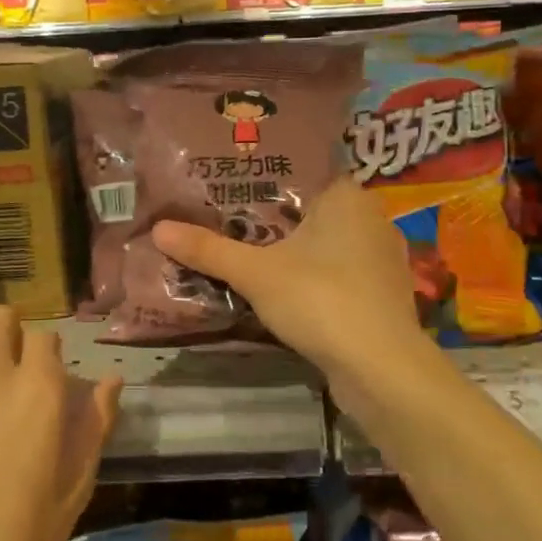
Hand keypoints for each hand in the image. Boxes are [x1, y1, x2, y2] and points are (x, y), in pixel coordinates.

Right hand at [151, 178, 432, 395]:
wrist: (380, 369)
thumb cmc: (320, 300)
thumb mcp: (255, 273)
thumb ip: (208, 249)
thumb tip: (158, 228)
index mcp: (347, 195)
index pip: (300, 171)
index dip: (262, 178)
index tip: (226, 185)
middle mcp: (371, 217)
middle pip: (310, 208)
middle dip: (271, 218)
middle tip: (225, 219)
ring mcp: (381, 257)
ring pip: (325, 242)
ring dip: (292, 250)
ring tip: (246, 251)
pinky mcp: (382, 292)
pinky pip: (338, 270)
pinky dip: (311, 275)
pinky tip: (283, 287)